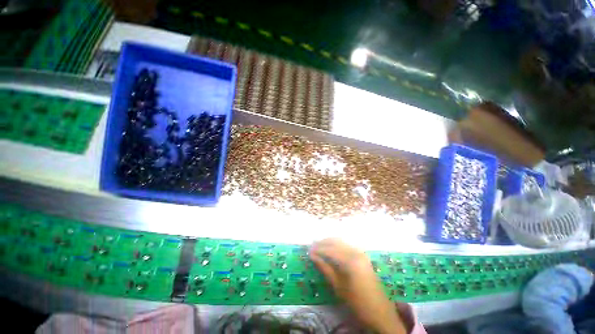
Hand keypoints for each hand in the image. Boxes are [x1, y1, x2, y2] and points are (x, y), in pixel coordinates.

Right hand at [310, 238, 406, 333]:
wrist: (380, 312)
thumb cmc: (357, 302)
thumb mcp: (338, 286)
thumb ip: (325, 268)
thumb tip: (313, 256)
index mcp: (350, 261)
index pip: (330, 250)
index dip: (318, 249)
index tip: (308, 251)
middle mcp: (356, 252)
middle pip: (335, 242)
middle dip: (323, 243)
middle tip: (312, 246)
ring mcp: (361, 252)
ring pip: (341, 242)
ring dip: (329, 242)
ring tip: (319, 247)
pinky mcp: (363, 255)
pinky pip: (347, 245)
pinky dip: (337, 245)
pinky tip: (331, 249)